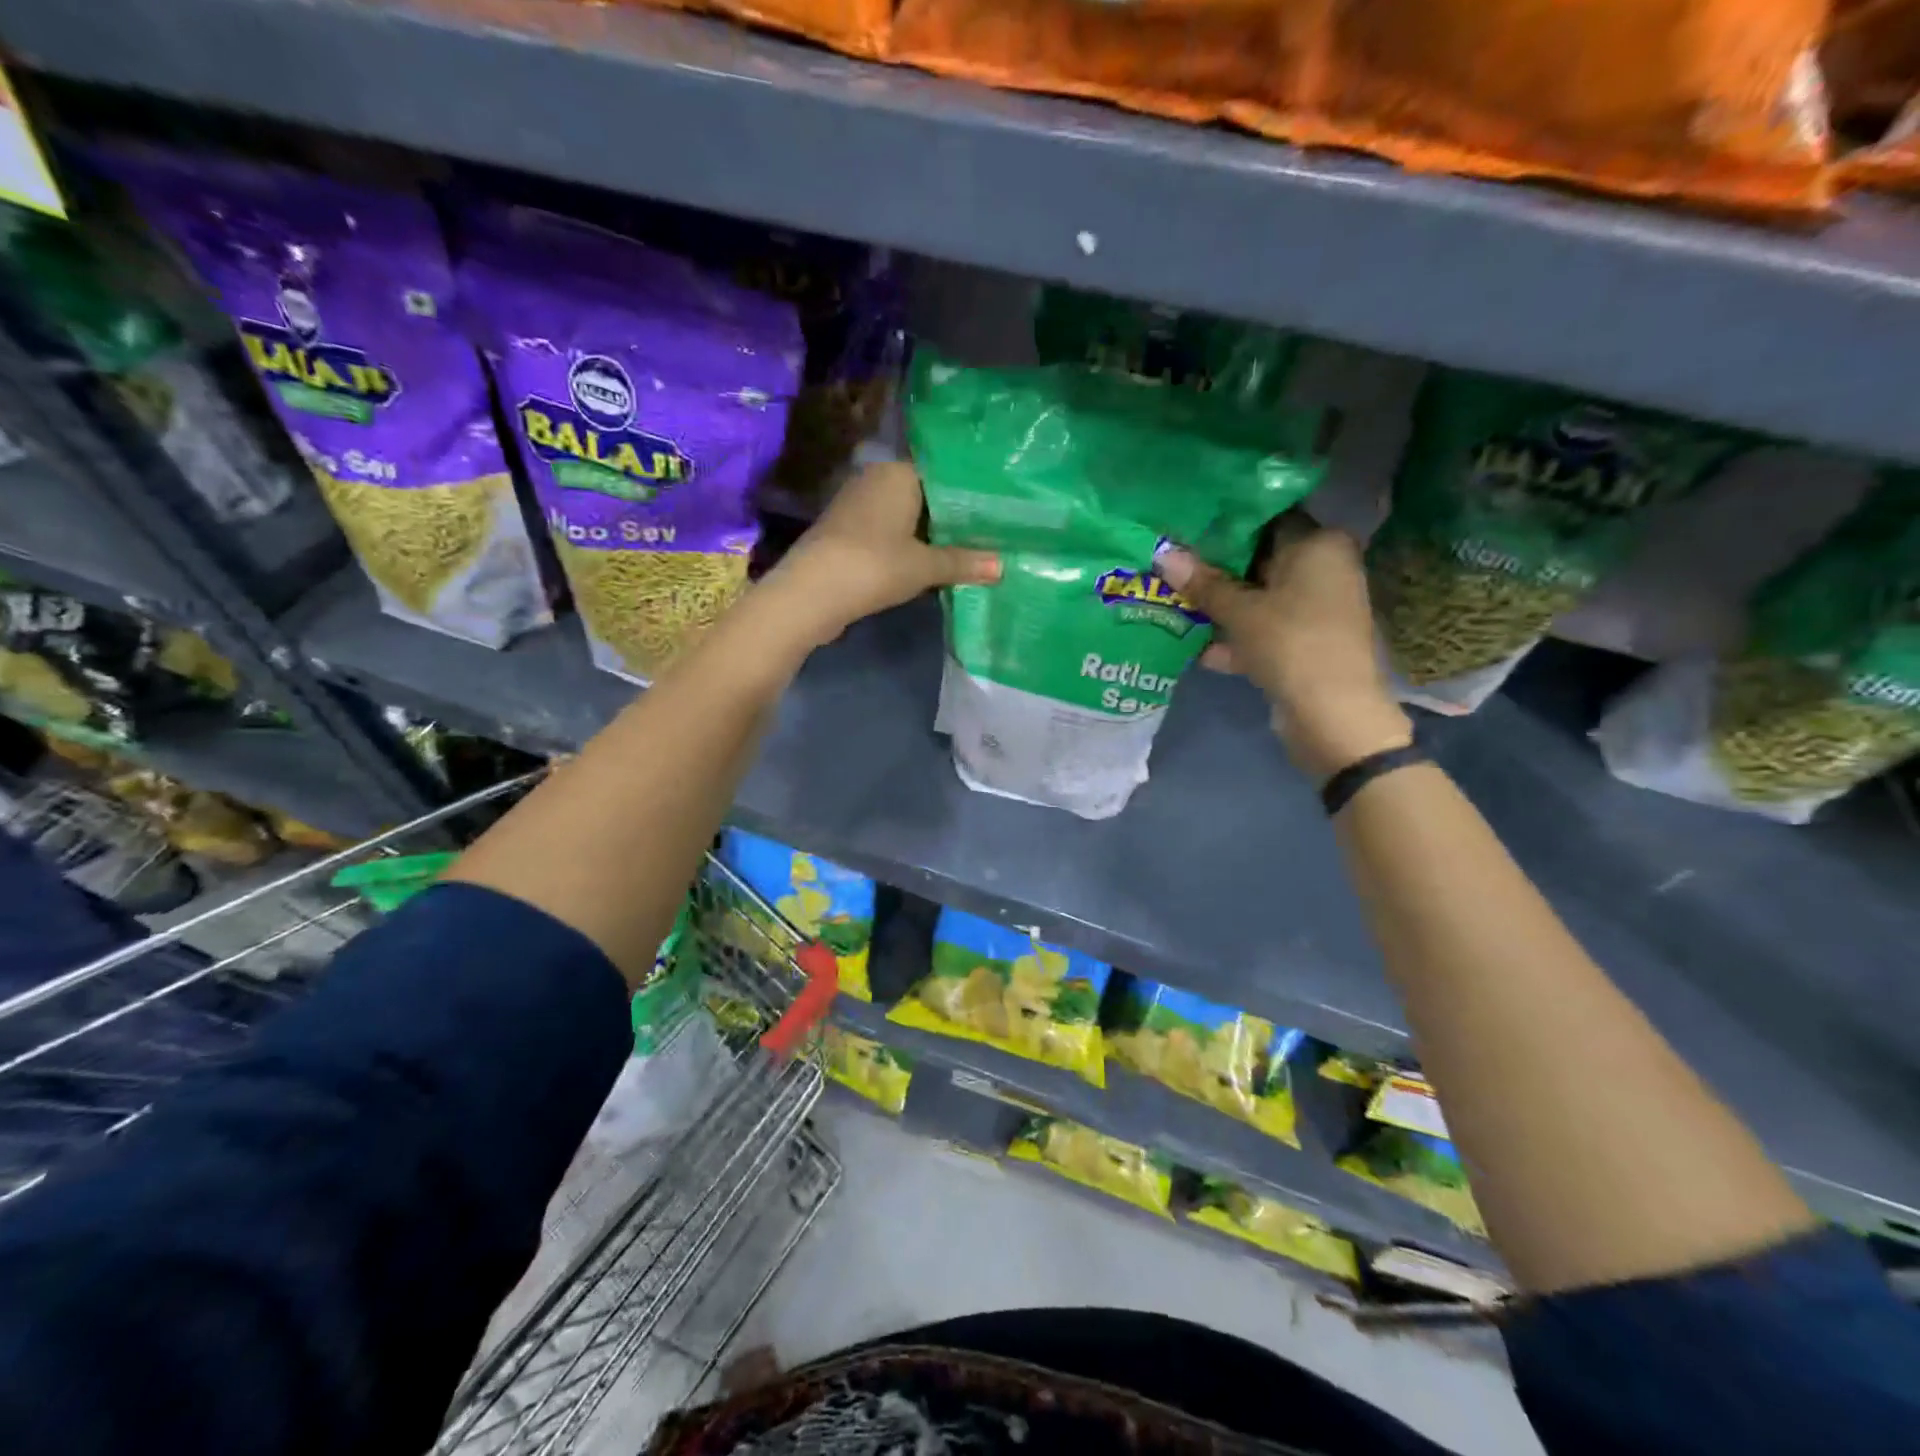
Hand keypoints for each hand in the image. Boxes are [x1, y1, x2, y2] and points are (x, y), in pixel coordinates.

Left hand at [762, 461, 1000, 647]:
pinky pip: (887, 532)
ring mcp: (856, 505)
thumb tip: (1003, 566)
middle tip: (990, 532)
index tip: (997, 508)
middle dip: (951, 515)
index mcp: (898, 473)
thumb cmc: (875, 566)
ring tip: (967, 548)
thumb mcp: (925, 566)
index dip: (970, 493)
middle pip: (924, 495)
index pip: (943, 473)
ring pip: (905, 515)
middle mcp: (876, 479)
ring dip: (928, 533)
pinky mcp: (846, 531)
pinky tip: (928, 562)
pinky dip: (907, 545)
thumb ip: (964, 562)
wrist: (811, 593)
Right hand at [1157, 517, 1411, 780]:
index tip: (1187, 525)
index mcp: (1319, 544)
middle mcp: (1324, 569)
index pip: (1268, 517)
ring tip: (1174, 601)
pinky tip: (1198, 648)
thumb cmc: (1290, 643)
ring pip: (1259, 598)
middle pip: (1261, 559)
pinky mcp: (1305, 642)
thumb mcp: (1239, 611)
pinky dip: (1237, 637)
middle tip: (1172, 562)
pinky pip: (1264, 629)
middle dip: (1217, 568)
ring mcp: (1316, 608)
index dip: (1226, 522)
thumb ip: (1202, 583)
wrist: (1332, 715)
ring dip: (1221, 606)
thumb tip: (1163, 554)